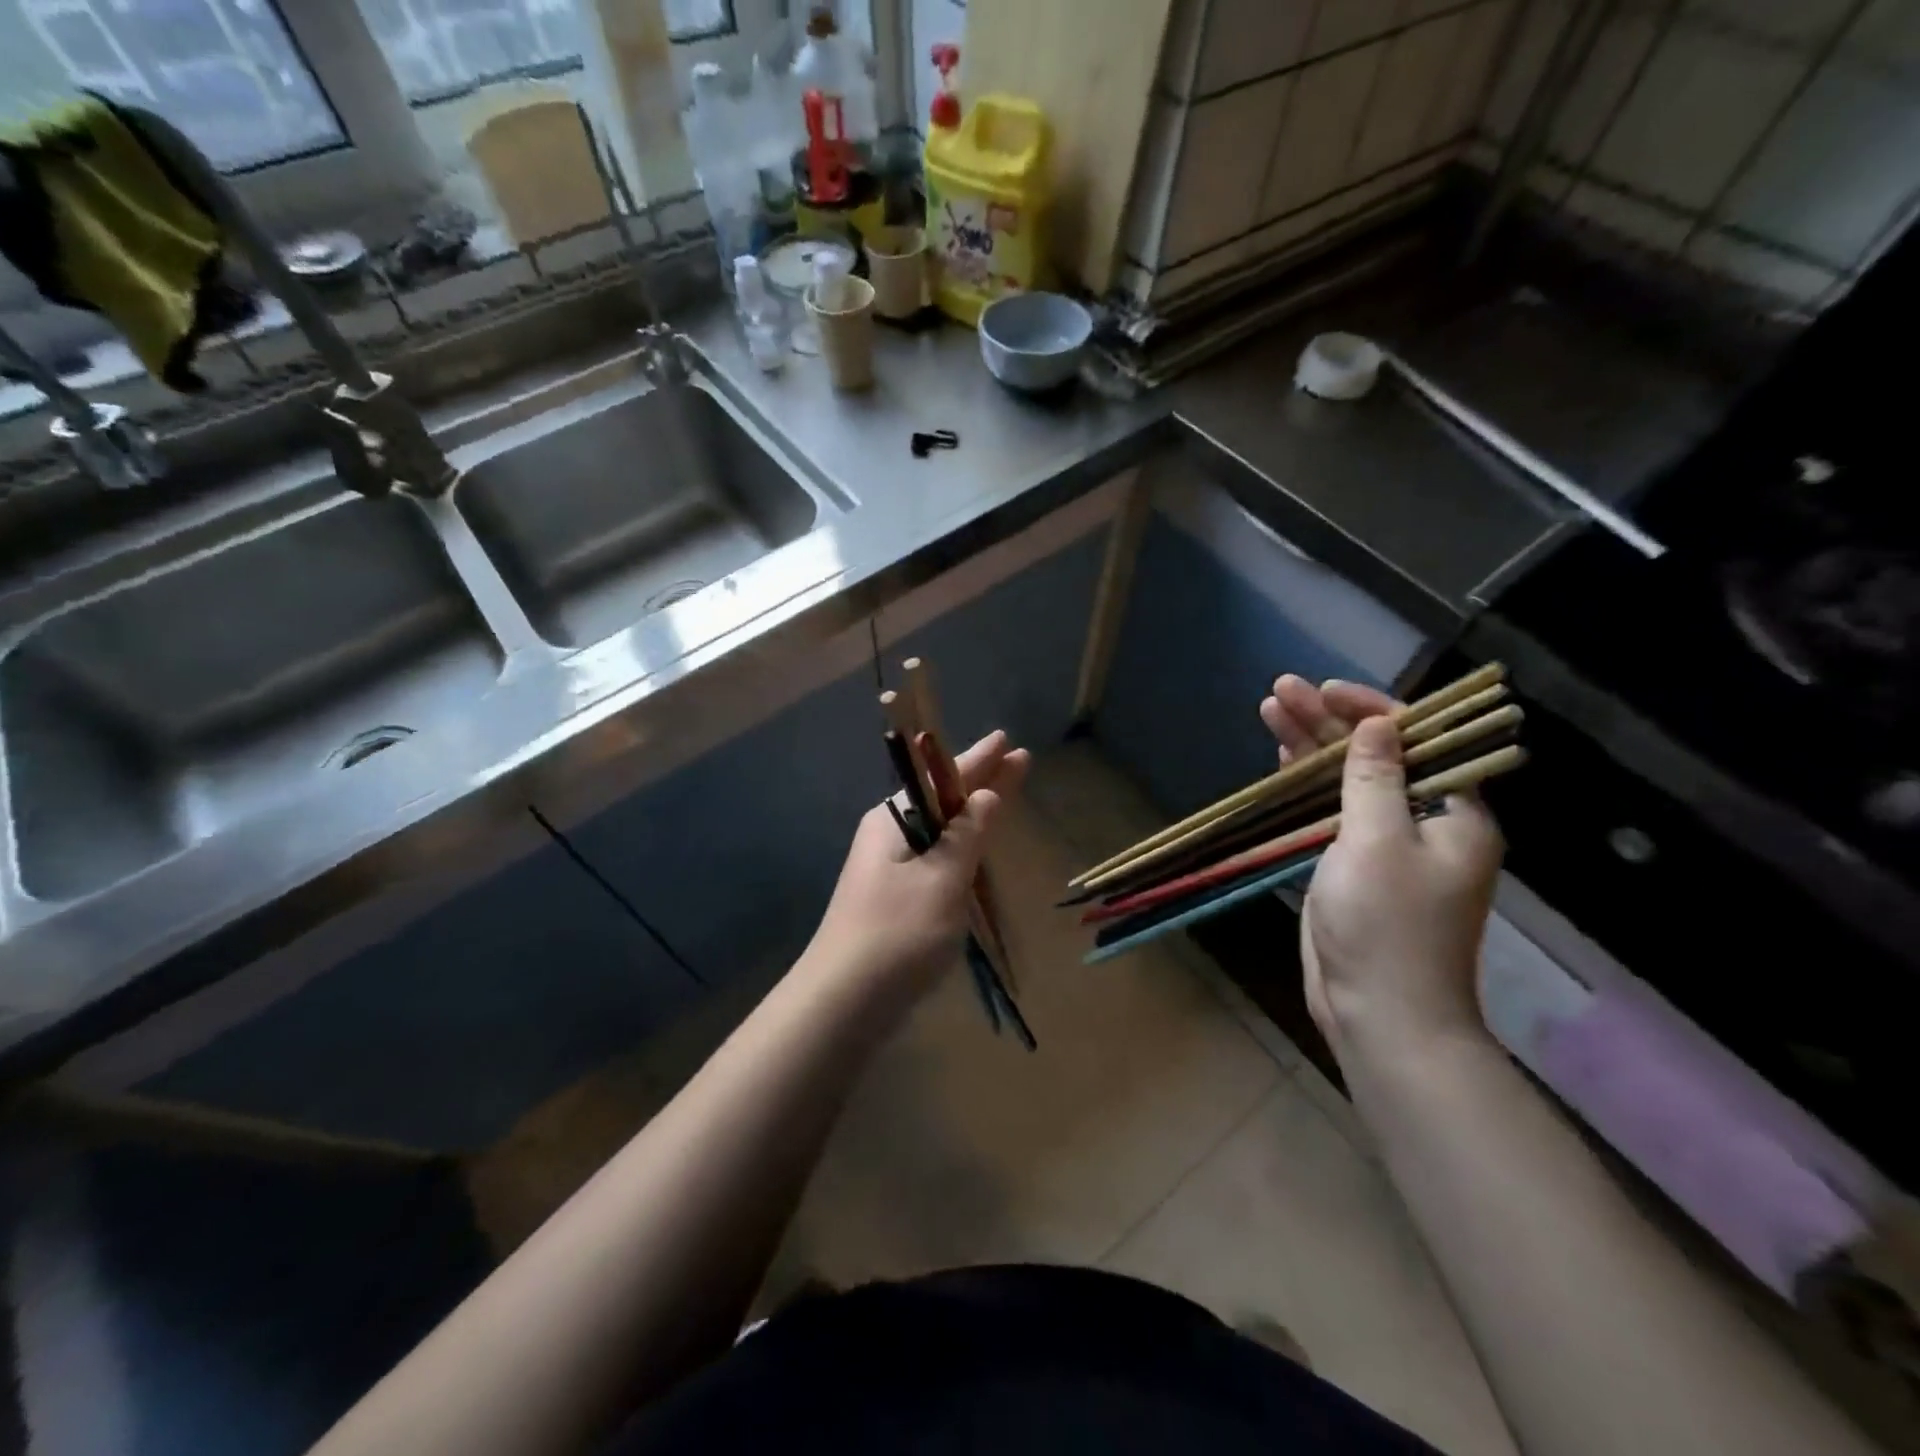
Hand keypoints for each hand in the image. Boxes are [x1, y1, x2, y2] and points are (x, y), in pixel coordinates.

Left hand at [805, 730, 1029, 1003]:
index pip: (944, 777)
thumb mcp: (942, 878)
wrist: (844, 1002)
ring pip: (940, 831)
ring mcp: (889, 869)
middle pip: (943, 799)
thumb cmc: (898, 932)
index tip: (1006, 739)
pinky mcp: (896, 900)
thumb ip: (968, 834)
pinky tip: (977, 849)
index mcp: (894, 820)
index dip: (980, 759)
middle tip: (1017, 760)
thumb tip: (985, 795)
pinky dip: (961, 849)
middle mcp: (888, 836)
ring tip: (1003, 795)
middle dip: (981, 781)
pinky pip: (936, 859)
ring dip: (972, 814)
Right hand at [1260, 676, 1501, 1059]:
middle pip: (1375, 756)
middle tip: (1281, 690)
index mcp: (1453, 814)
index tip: (1324, 692)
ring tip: (1270, 708)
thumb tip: (1379, 724)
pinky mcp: (1352, 866)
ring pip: (1346, 780)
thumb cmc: (1387, 926)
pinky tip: (1281, 757)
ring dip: (1310, 747)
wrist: (1380, 1013)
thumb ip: (1374, 778)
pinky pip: (1330, 811)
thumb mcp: (1378, 842)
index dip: (1371, 709)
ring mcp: (1384, 845)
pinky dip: (1306, 784)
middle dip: (1328, 722)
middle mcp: (1423, 822)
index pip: (1418, 740)